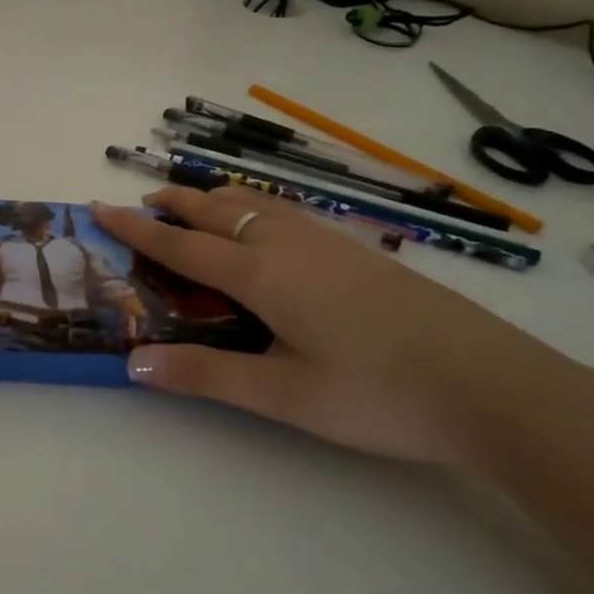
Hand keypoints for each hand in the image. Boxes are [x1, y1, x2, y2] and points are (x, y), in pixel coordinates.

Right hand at [92, 187, 593, 476]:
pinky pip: (287, 211)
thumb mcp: (284, 394)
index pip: (181, 245)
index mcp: (261, 274)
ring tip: (195, 203)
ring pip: (256, 203)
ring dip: (216, 198)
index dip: (136, 228)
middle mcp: (287, 245)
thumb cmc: (378, 393)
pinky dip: (255, 205)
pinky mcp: (358, 252)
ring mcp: (328, 243)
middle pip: (217, 210)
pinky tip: (268, 224)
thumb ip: (206, 375)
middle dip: (175, 202)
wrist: (495, 385)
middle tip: (143, 199)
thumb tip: (132, 363)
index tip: (99, 207)